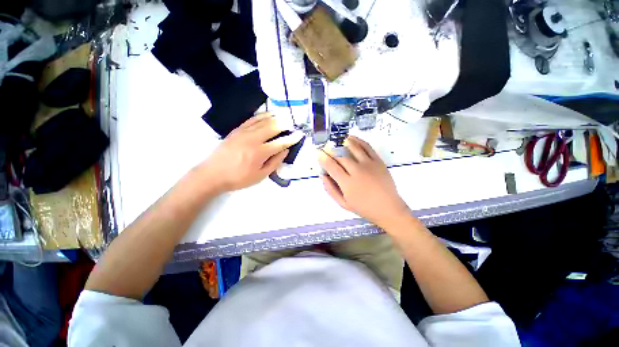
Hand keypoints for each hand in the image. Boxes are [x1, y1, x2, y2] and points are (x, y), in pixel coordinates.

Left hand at [198, 113, 303, 192]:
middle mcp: (253, 139)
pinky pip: (252, 119)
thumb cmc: (238, 178)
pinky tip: (268, 115)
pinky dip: (262, 116)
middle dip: (285, 124)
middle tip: (293, 124)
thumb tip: (285, 150)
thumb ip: (274, 162)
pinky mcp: (237, 130)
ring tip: (284, 116)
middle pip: (273, 127)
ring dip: (275, 118)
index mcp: (260, 152)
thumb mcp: (260, 176)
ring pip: (263, 121)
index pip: (281, 142)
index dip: (292, 138)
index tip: (300, 134)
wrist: (212, 174)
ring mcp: (244, 132)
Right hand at [317, 136, 409, 227]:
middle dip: (332, 153)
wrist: (388, 208)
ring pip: (354, 149)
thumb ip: (331, 189)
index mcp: (347, 183)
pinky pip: (367, 147)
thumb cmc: (364, 208)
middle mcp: (357, 171)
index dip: (323, 158)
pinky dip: (359, 141)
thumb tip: (322, 176)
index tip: (318, 153)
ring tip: (339, 139)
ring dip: (345, 143)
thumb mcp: (343, 203)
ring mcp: (369, 165)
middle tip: (327, 149)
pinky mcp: (378, 161)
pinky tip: (353, 138)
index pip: (332, 167)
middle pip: (341, 158)